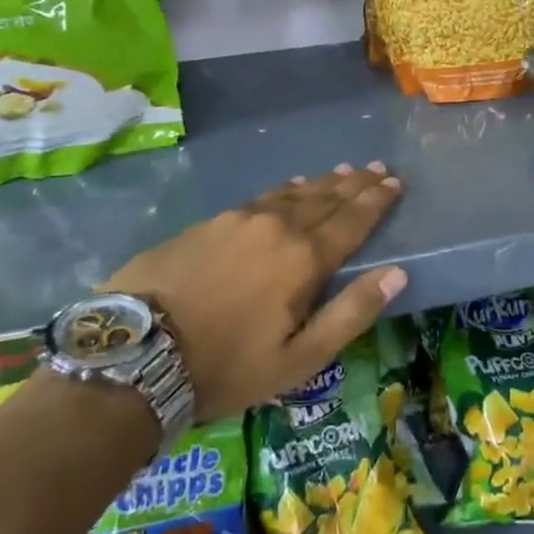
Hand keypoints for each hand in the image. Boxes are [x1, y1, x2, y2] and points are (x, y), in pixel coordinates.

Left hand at [102, 163, 405, 421]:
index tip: (395, 182)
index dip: (377, 201)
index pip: (352, 220)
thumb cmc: (226, 365)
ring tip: (344, 172)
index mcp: (305, 258)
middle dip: (356, 184)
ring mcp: (240, 219)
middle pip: (327, 198)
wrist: (136, 353)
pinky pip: (263, 197)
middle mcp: (278, 226)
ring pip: (294, 193)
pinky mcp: (210, 222)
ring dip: (324, 182)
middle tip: (378, 168)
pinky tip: (291, 187)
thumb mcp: (299, 358)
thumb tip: (397, 274)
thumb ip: (351, 313)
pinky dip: (287, 189)